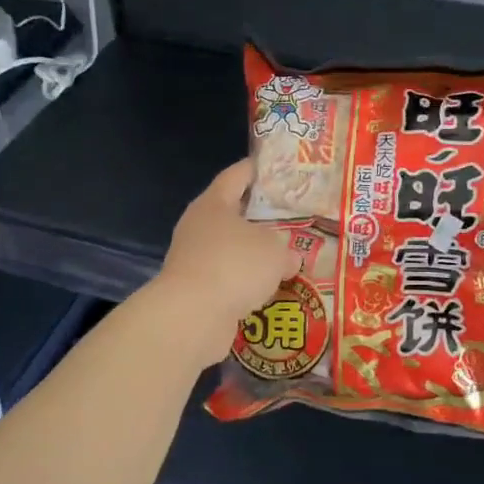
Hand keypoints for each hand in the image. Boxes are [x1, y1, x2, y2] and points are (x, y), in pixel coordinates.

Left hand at [151, 160, 299, 368]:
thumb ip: (286, 248)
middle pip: (233, 214)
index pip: (236, 176)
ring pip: (232, 249)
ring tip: (286, 257)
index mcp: (213, 204)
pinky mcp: (195, 291)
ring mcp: (193, 259)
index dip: (256, 169)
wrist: (192, 317)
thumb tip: (289, 258)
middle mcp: (198, 227)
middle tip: (292, 216)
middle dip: (261, 217)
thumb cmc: (234, 265)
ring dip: (254, 254)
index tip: (277, 167)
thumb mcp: (274, 250)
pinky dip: (247, 283)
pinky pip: (228, 279)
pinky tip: (270, 289)